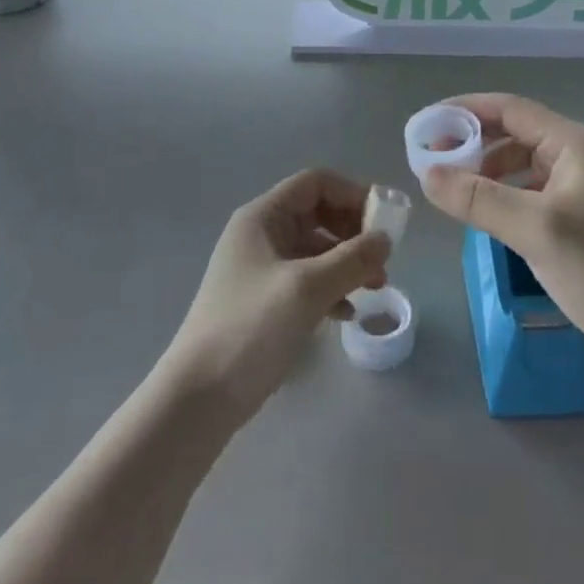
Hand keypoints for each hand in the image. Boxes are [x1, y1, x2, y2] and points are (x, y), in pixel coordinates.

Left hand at [163, 170, 389, 423]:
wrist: (198, 399)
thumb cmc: (250, 329)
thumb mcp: (307, 289)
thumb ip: (351, 259)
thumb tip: (386, 239)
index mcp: (263, 217)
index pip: (315, 183)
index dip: (351, 194)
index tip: (383, 220)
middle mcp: (261, 234)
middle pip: (318, 214)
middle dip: (353, 232)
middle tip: (382, 259)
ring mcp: (261, 269)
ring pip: (315, 249)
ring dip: (347, 263)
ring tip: (375, 288)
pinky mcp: (265, 302)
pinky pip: (307, 281)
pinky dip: (331, 289)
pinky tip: (348, 314)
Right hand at [420, 93, 583, 379]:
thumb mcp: (535, 231)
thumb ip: (478, 199)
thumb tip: (426, 173)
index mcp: (575, 143)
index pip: (510, 109)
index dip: (465, 111)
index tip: (426, 125)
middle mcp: (583, 155)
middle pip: (517, 134)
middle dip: (474, 144)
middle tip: (434, 165)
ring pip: (526, 164)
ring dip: (490, 172)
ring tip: (458, 194)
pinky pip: (537, 192)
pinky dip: (509, 196)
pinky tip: (492, 219)